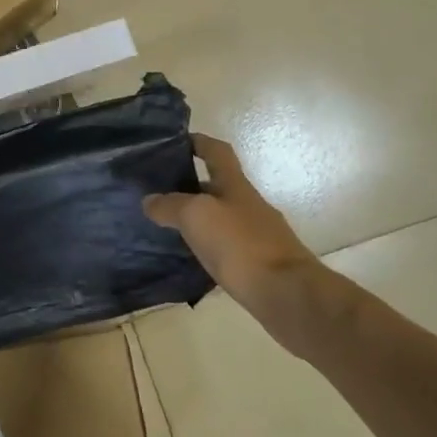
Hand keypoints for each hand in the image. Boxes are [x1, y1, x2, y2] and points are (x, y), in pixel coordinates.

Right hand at [144, 134, 327, 330]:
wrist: (287, 294)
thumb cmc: (240, 244)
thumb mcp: (196, 216)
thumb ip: (170, 205)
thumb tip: (150, 200)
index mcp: (235, 185)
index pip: (217, 152)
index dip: (199, 142)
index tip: (177, 142)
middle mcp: (248, 205)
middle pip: (218, 186)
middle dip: (190, 186)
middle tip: (158, 193)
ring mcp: (257, 235)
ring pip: (220, 219)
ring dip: (197, 220)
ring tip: (166, 228)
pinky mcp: (258, 264)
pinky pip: (226, 248)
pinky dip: (207, 248)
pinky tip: (189, 260)